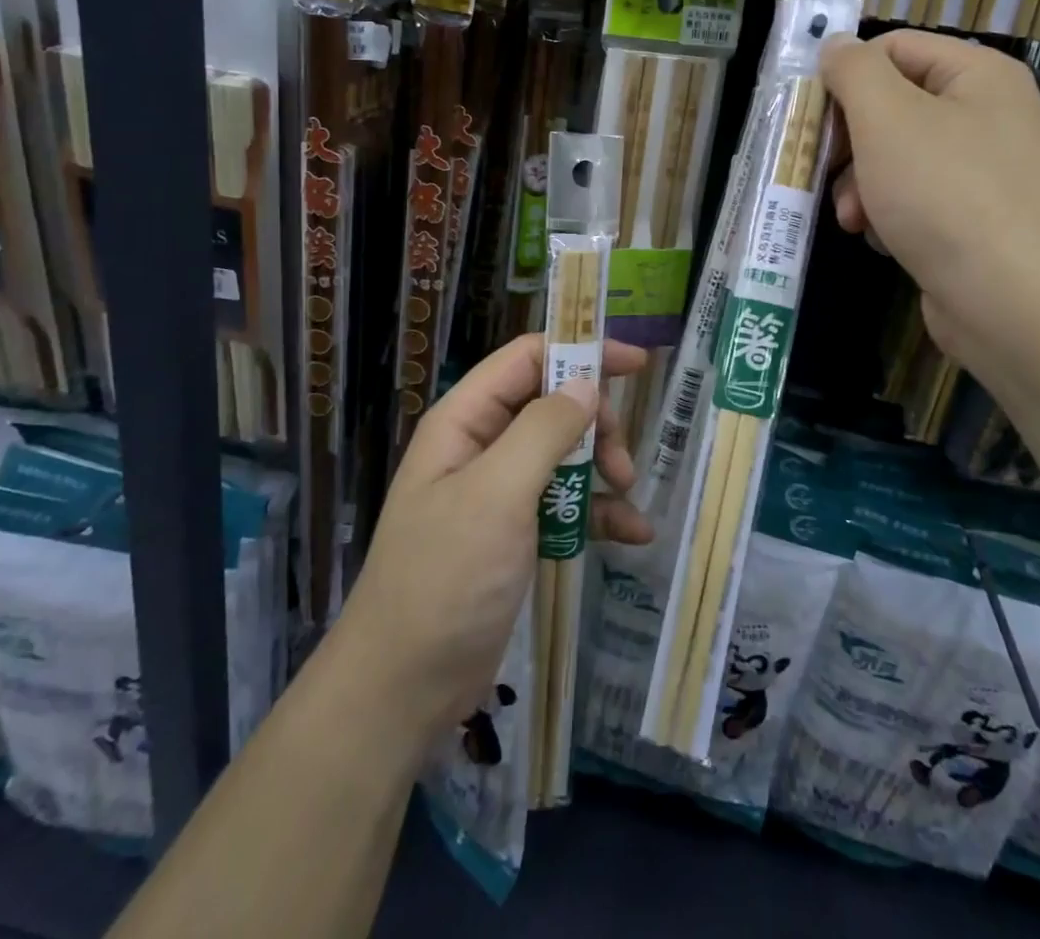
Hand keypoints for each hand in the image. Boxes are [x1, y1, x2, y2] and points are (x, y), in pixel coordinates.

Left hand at [328, 336, 652, 740]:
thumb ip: (543, 431)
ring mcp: (498, 492)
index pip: (526, 360)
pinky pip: (564, 504)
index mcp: (465, 421)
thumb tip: (585, 383)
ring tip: (628, 498)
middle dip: (594, 424)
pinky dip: (598, 512)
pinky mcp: (514, 534)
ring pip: (563, 454)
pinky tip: (632, 533)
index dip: (579, 352)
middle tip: (621, 460)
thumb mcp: (497, 495)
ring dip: (601, 469)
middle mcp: (481, 446)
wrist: (405, 687)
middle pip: (551, 405)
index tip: (634, 365)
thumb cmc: (446, 578)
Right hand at [820, 30, 1039, 373]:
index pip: (892, 49)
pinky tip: (882, 240)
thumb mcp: (886, 117)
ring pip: (894, 158)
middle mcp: (985, 114)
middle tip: (824, 172)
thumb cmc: (944, 194)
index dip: (845, 78)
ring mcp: (981, 170)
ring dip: (860, 186)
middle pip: (890, 107)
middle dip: (850, 144)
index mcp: (977, 74)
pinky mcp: (972, 219)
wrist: (1011, 300)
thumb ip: (853, 72)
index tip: (811, 120)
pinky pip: (913, 199)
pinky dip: (888, 215)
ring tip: (853, 219)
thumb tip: (835, 45)